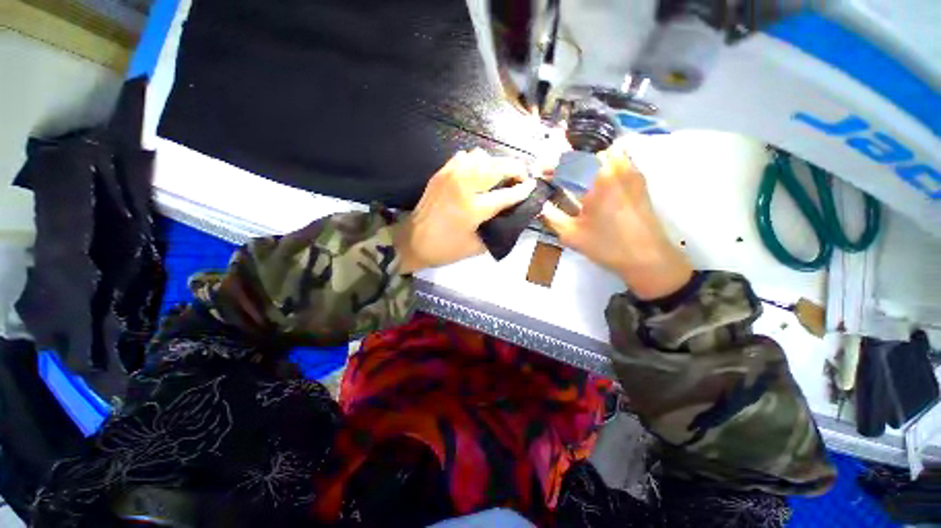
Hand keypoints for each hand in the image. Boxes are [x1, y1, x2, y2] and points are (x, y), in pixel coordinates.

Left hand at [393, 150, 536, 272]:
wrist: (412, 242)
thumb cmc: (445, 249)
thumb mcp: (476, 247)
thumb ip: (496, 230)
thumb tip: (510, 217)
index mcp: (473, 209)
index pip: (506, 195)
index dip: (523, 189)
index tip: (533, 185)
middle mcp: (463, 187)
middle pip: (497, 167)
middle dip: (515, 168)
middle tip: (521, 176)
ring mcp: (450, 176)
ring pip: (480, 155)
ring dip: (494, 163)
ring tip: (499, 175)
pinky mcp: (440, 173)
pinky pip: (463, 157)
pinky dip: (475, 161)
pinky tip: (476, 173)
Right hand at [540, 145, 692, 298]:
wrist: (648, 258)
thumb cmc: (607, 246)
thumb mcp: (571, 234)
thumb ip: (550, 216)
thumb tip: (538, 203)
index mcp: (597, 179)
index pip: (568, 163)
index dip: (550, 167)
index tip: (539, 172)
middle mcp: (616, 167)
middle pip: (586, 153)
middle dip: (567, 162)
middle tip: (556, 176)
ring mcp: (631, 171)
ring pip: (604, 153)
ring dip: (587, 161)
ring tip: (576, 177)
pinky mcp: (639, 179)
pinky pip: (619, 160)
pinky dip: (604, 164)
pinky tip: (597, 181)